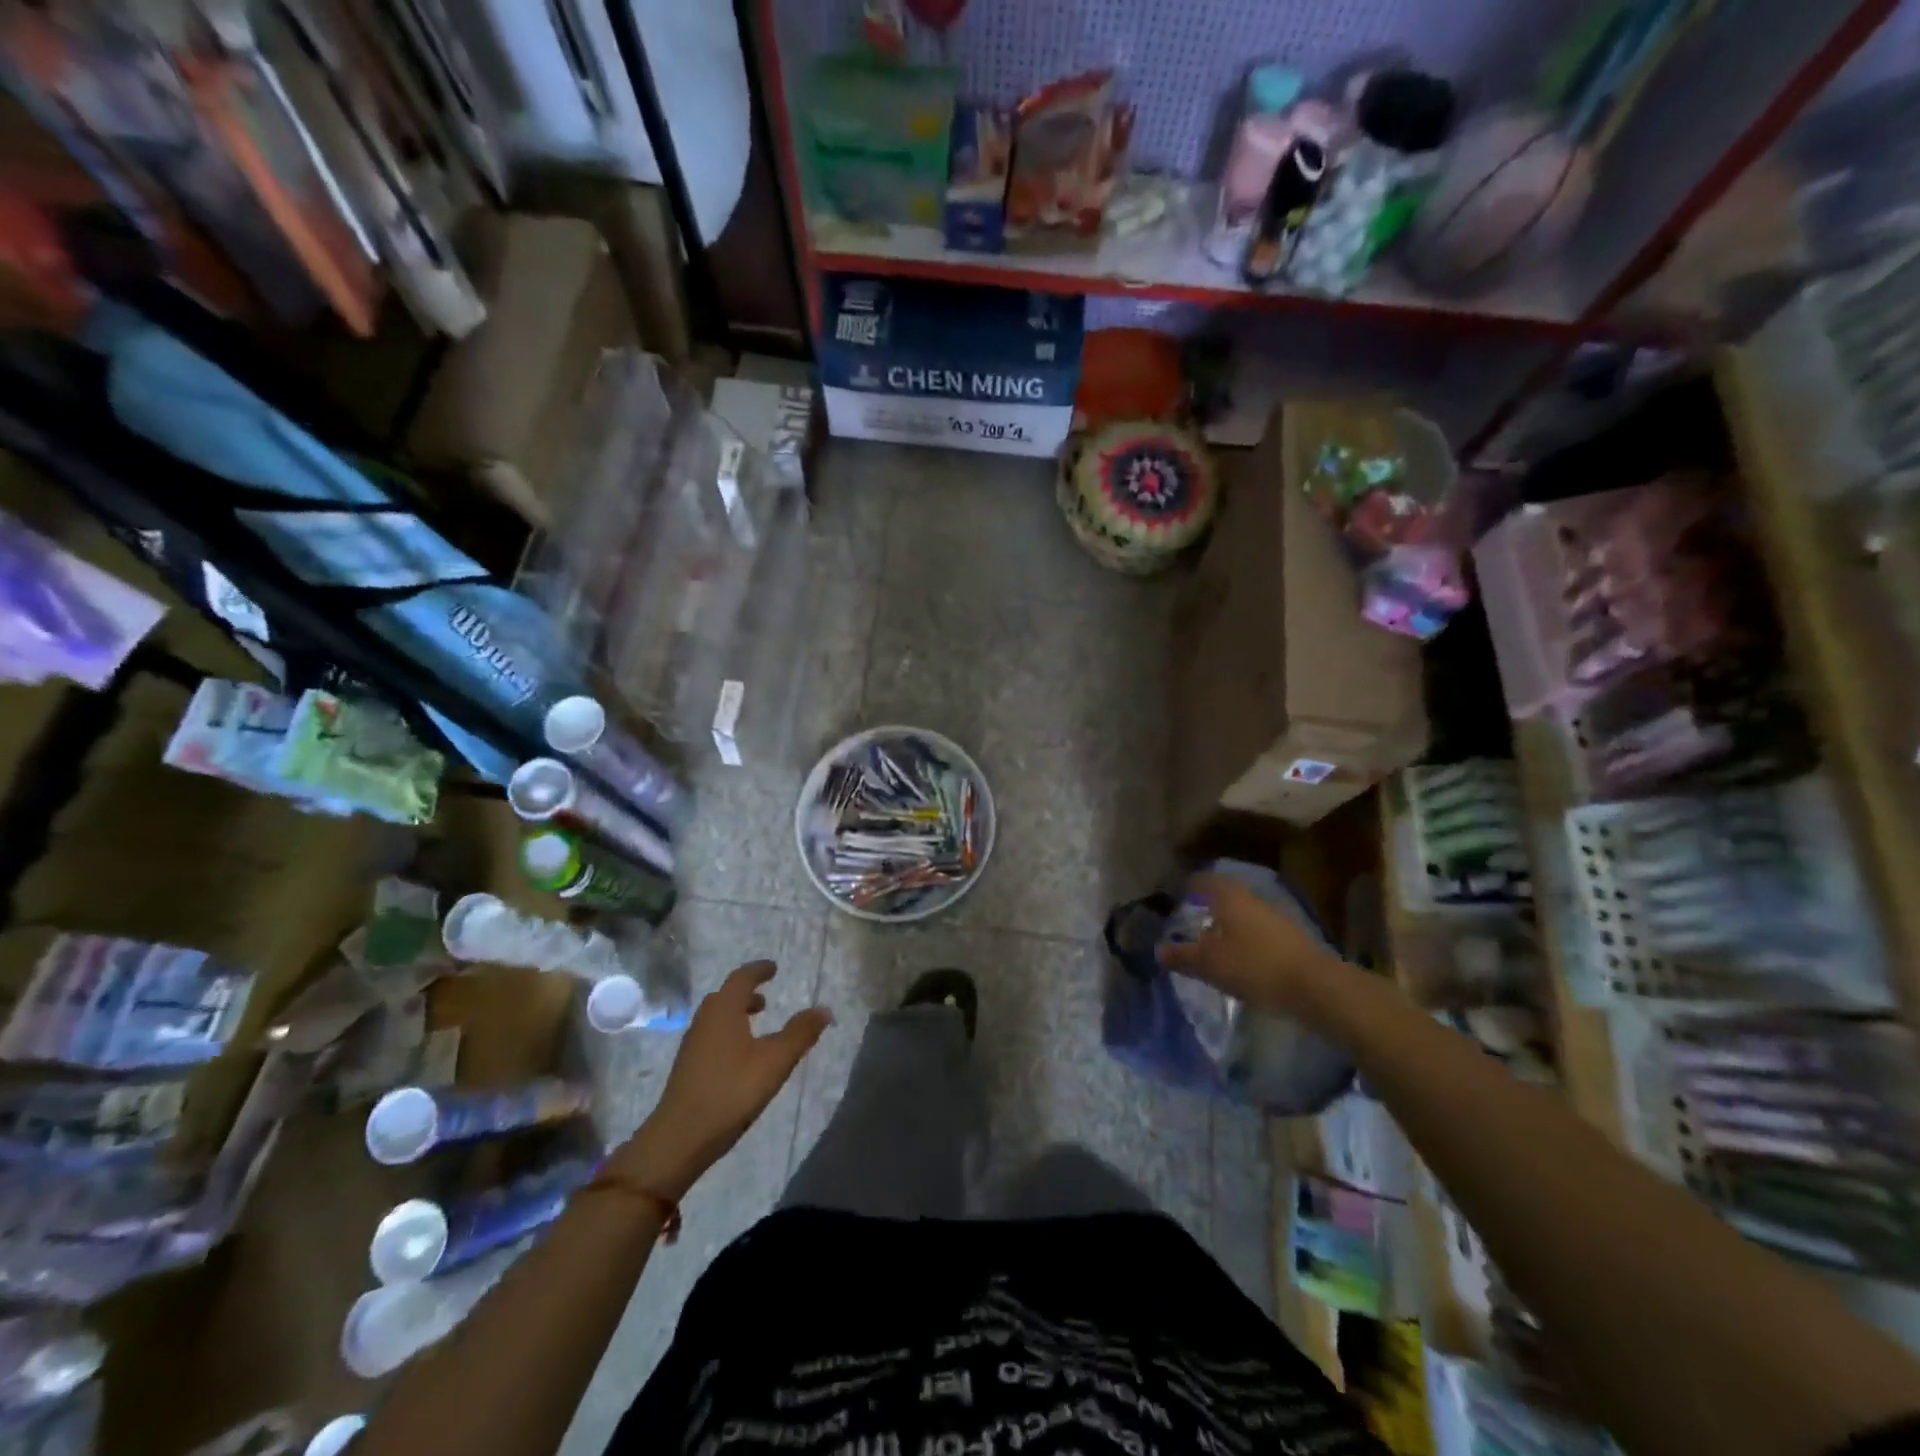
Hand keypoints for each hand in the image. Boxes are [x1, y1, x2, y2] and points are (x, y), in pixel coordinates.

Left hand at [606, 962, 829, 1201]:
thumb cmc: (731, 1091)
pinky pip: (711, 1036)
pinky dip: (728, 1032)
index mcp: (724, 1010)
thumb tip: (824, 1009)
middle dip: (746, 993)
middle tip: (766, 998)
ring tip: (756, 1024)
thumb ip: (800, 1034)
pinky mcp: (688, 1067)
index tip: (773, 968)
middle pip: (725, 996)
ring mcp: (693, 1045)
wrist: (679, 1138)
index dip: (758, 970)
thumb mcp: (775, 1062)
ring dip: (736, 1013)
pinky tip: (740, 1056)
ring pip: (716, 1017)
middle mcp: (705, 1020)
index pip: (741, 978)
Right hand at [1157, 872, 1339, 1016]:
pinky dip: (1244, 939)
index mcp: (1229, 897)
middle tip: (1190, 920)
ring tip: (1212, 943)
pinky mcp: (1291, 939)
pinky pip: (1258, 931)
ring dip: (1227, 924)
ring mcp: (1275, 917)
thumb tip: (1159, 950)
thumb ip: (1182, 956)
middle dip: (1208, 906)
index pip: (1204, 880)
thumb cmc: (1255, 966)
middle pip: (1225, 895)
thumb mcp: (1209, 964)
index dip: (1189, 886)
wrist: (1316, 986)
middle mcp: (1252, 899)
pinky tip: (1239, 958)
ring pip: (1243, 914)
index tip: (1176, 895)